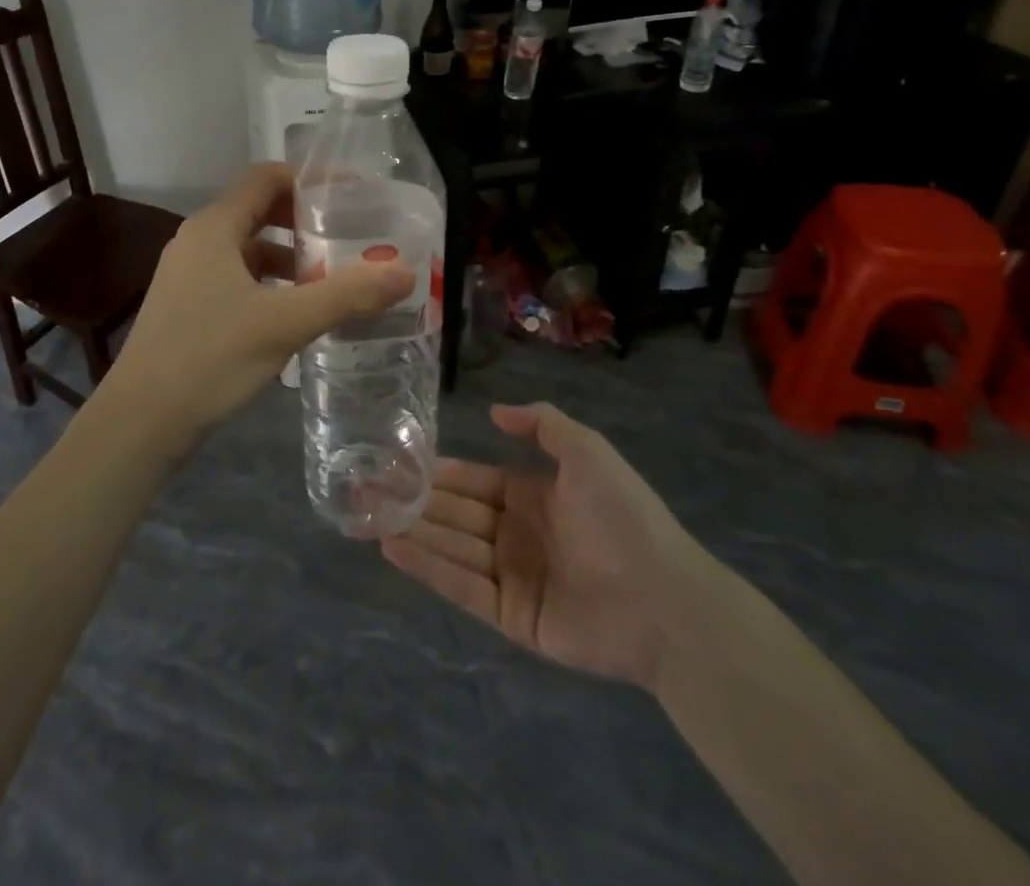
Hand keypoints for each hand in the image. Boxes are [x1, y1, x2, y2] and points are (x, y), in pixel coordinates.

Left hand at [104, 164, 415, 442]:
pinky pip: (237, 279)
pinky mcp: (188, 308)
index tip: (352, 196)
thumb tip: (405, 272)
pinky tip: (296, 314)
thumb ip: (346, 295)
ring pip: (248, 250)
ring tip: (332, 278)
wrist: (140, 423)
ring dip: (289, 258)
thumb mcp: (285, 323)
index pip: (265, 178)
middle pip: (258, 211)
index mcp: (213, 228)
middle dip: (305, 222)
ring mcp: (188, 276)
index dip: (309, 179)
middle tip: (349, 237)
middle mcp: (197, 241)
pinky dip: (270, 285)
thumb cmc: (210, 358)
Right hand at [382, 402, 708, 689]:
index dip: (438, 471)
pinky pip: (462, 586)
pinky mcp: (510, 616)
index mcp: (532, 495)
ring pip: (451, 547)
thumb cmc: (623, 516)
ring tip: (365, 515)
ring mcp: (511, 576)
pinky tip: (392, 548)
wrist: (665, 600)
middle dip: (413, 500)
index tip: (398, 461)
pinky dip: (427, 567)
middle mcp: (516, 533)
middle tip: (365, 487)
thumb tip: (493, 412)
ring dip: (411, 530)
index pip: (473, 480)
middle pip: (455, 514)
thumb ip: (542, 424)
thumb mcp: (587, 451)